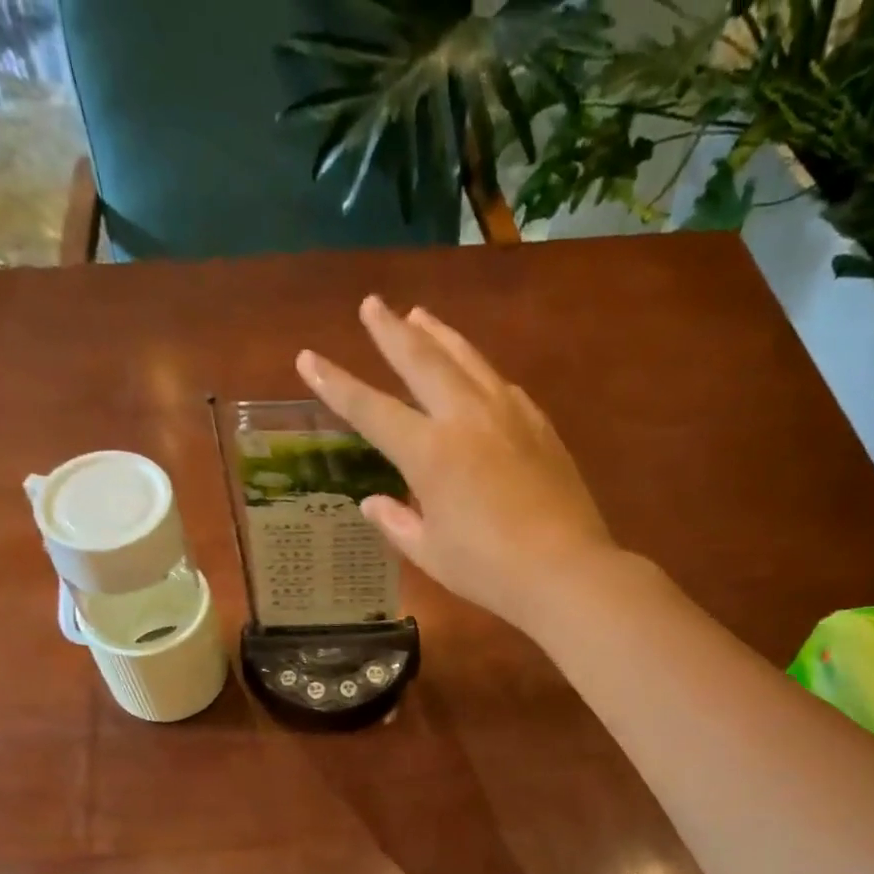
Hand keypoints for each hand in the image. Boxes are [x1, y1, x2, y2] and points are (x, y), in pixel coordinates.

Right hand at [296, 295, 615, 627]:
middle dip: (391, 331)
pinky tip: (475, 369)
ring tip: (420, 315)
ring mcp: (507, 415)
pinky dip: (477, 368)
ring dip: (438, 334)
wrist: (565, 569)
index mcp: (429, 453)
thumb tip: (372, 502)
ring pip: (466, 358)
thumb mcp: (430, 553)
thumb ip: (396, 522)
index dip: (335, 384)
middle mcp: (465, 418)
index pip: (371, 409)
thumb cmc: (487, 570)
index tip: (308, 357)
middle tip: (371, 304)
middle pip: (422, 360)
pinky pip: (499, 383)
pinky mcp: (538, 425)